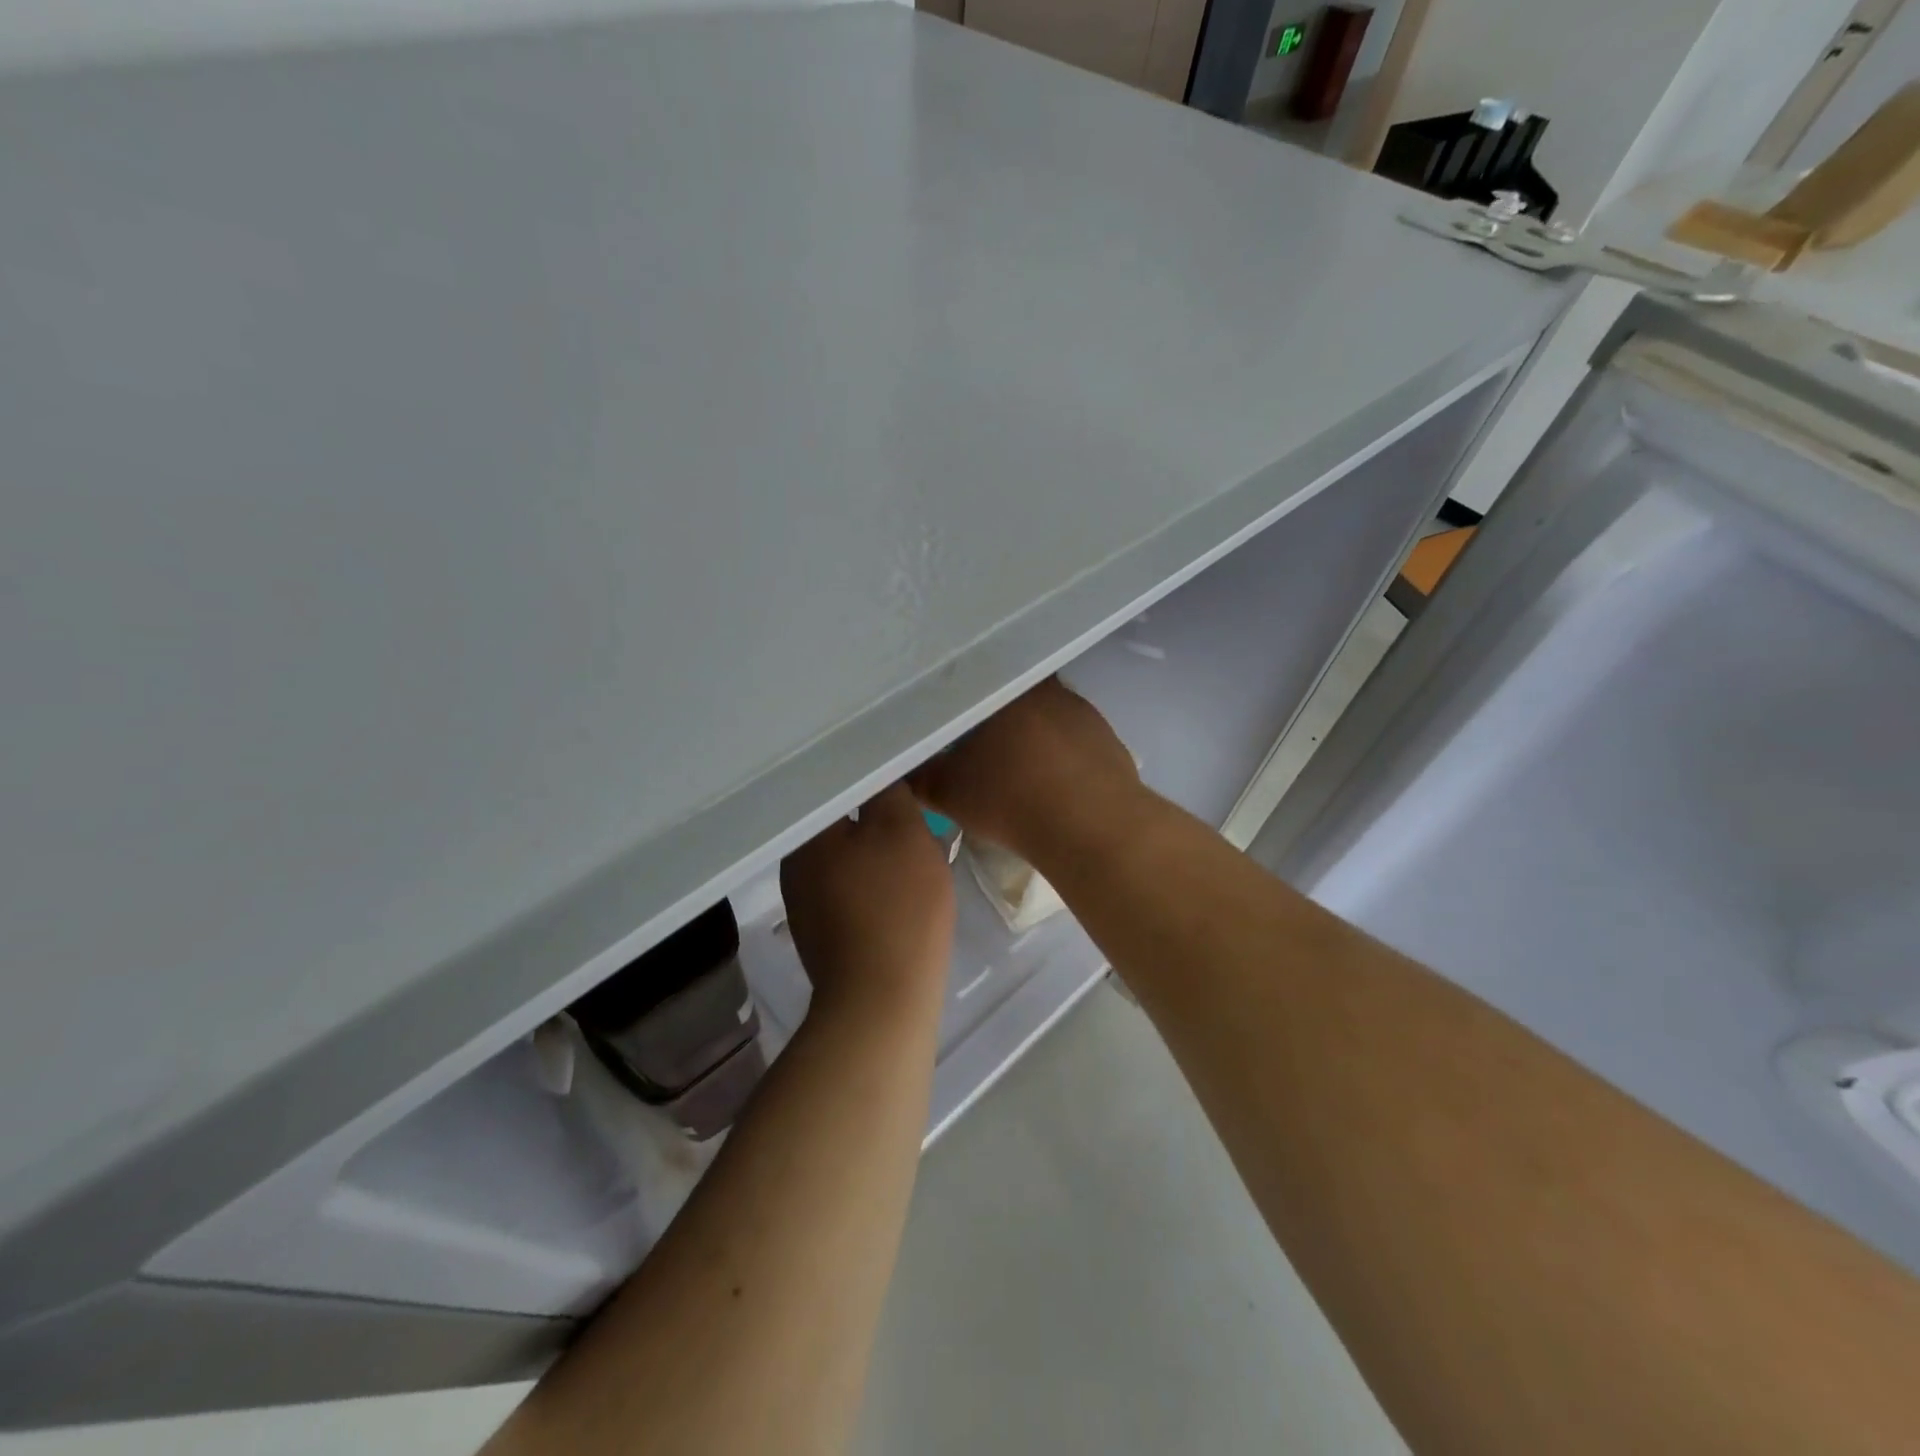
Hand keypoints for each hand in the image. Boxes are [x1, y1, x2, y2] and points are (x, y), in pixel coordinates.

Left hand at [781, 784, 955, 1023]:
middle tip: (912, 807)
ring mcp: (804, 902)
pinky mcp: (821, 932)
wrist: (881, 1002)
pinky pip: (847, 888)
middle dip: (874, 814)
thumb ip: (889, 792)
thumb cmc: (897, 907)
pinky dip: (871, 879)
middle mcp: (794, 864)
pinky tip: (896, 886)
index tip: (900, 773)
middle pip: (837, 821)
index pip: (834, 785)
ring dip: (874, 847)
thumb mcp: (903, 832)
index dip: (870, 776)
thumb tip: (879, 774)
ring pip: (844, 855)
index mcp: (807, 834)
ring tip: (910, 844)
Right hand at [910, 679, 1141, 865]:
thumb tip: (901, 764)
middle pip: (1013, 694)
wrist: (1089, 827)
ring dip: (1032, 734)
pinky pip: (1074, 740)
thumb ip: (919, 774)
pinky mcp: (1108, 738)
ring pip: (1046, 715)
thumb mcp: (947, 792)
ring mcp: (1082, 711)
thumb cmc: (1009, 800)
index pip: (976, 675)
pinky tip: (1053, 781)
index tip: (950, 714)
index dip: (961, 695)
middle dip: (997, 715)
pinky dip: (1061, 754)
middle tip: (978, 741)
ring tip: (1017, 765)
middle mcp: (1045, 688)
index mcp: (1003, 688)